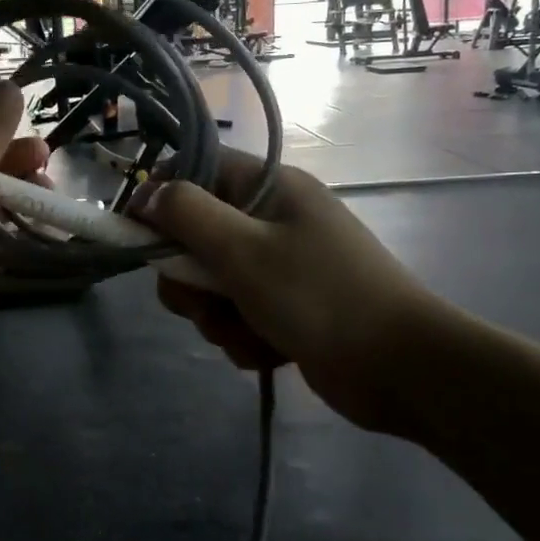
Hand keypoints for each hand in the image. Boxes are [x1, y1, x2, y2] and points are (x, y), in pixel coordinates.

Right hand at [132, 154, 461, 438]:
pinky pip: (239, 315)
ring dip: (217, 316)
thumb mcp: (243, 250)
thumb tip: (146, 194)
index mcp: (270, 189)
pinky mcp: (287, 309)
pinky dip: (244, 337)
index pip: (198, 171)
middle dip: (190, 278)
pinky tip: (267, 352)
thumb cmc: (319, 296)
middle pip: (198, 236)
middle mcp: (274, 221)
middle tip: (201, 301)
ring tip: (244, 333)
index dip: (163, 198)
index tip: (139, 235)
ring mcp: (283, 267)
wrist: (400, 369)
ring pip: (214, 284)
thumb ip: (187, 215)